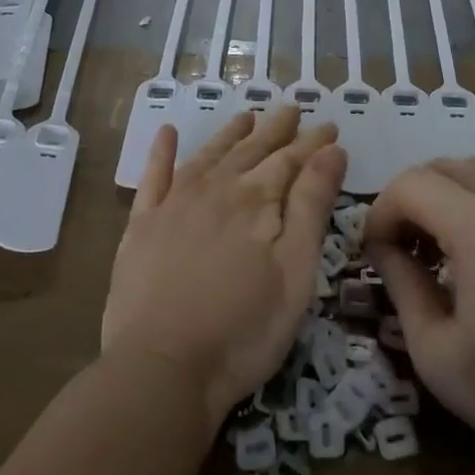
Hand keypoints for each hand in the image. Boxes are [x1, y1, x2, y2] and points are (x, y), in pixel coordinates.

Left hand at [101, 107, 346, 438]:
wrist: (161, 367)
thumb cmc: (243, 328)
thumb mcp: (295, 270)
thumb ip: (312, 205)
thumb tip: (332, 150)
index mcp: (256, 200)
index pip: (291, 160)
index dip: (313, 142)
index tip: (330, 125)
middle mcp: (216, 189)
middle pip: (252, 150)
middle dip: (276, 128)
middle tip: (292, 108)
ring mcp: (174, 205)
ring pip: (209, 155)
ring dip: (230, 133)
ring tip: (247, 116)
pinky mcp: (142, 226)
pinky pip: (153, 177)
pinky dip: (161, 152)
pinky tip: (166, 132)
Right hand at [365, 158, 474, 474]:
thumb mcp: (434, 352)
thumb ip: (400, 284)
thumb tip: (382, 245)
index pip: (413, 185)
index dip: (381, 211)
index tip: (375, 251)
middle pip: (442, 167)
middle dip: (408, 198)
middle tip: (402, 247)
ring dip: (443, 191)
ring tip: (438, 241)